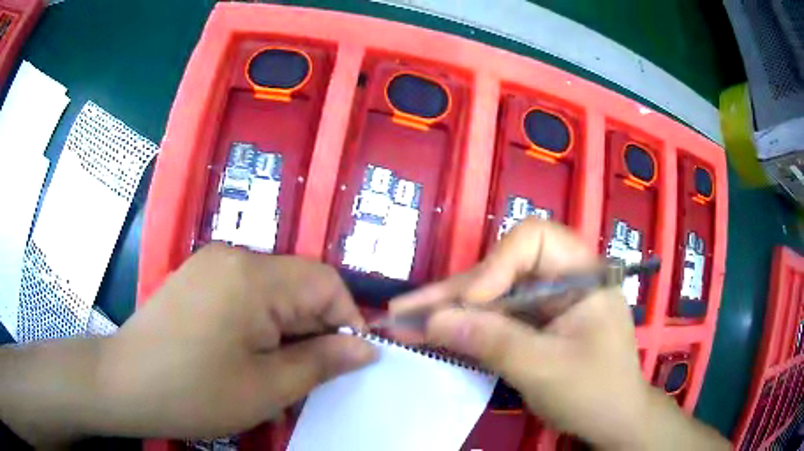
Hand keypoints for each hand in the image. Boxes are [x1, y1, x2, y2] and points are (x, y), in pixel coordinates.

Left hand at [93, 243, 375, 438]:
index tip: (347, 360)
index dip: (347, 319)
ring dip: (286, 330)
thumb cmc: (195, 392)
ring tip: (275, 371)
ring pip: (273, 292)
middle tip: (307, 376)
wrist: (125, 383)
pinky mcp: (197, 278)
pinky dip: (259, 324)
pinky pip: (245, 293)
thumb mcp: (267, 388)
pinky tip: (245, 355)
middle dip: (313, 330)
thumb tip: (367, 347)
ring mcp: (211, 264)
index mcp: (253, 276)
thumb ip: (322, 362)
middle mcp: (234, 256)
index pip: (325, 282)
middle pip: (298, 285)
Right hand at [390, 219, 649, 448]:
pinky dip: (463, 329)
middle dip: (455, 293)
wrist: (613, 421)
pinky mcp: (534, 326)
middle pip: (502, 270)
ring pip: (491, 296)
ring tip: (402, 320)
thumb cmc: (595, 393)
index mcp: (582, 275)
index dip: (497, 264)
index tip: (472, 303)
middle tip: (405, 311)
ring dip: (449, 311)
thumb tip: (434, 321)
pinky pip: (495, 319)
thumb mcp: (545, 370)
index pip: (535, 239)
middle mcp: (562, 280)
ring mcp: (546, 304)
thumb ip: (493, 342)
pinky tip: (428, 333)